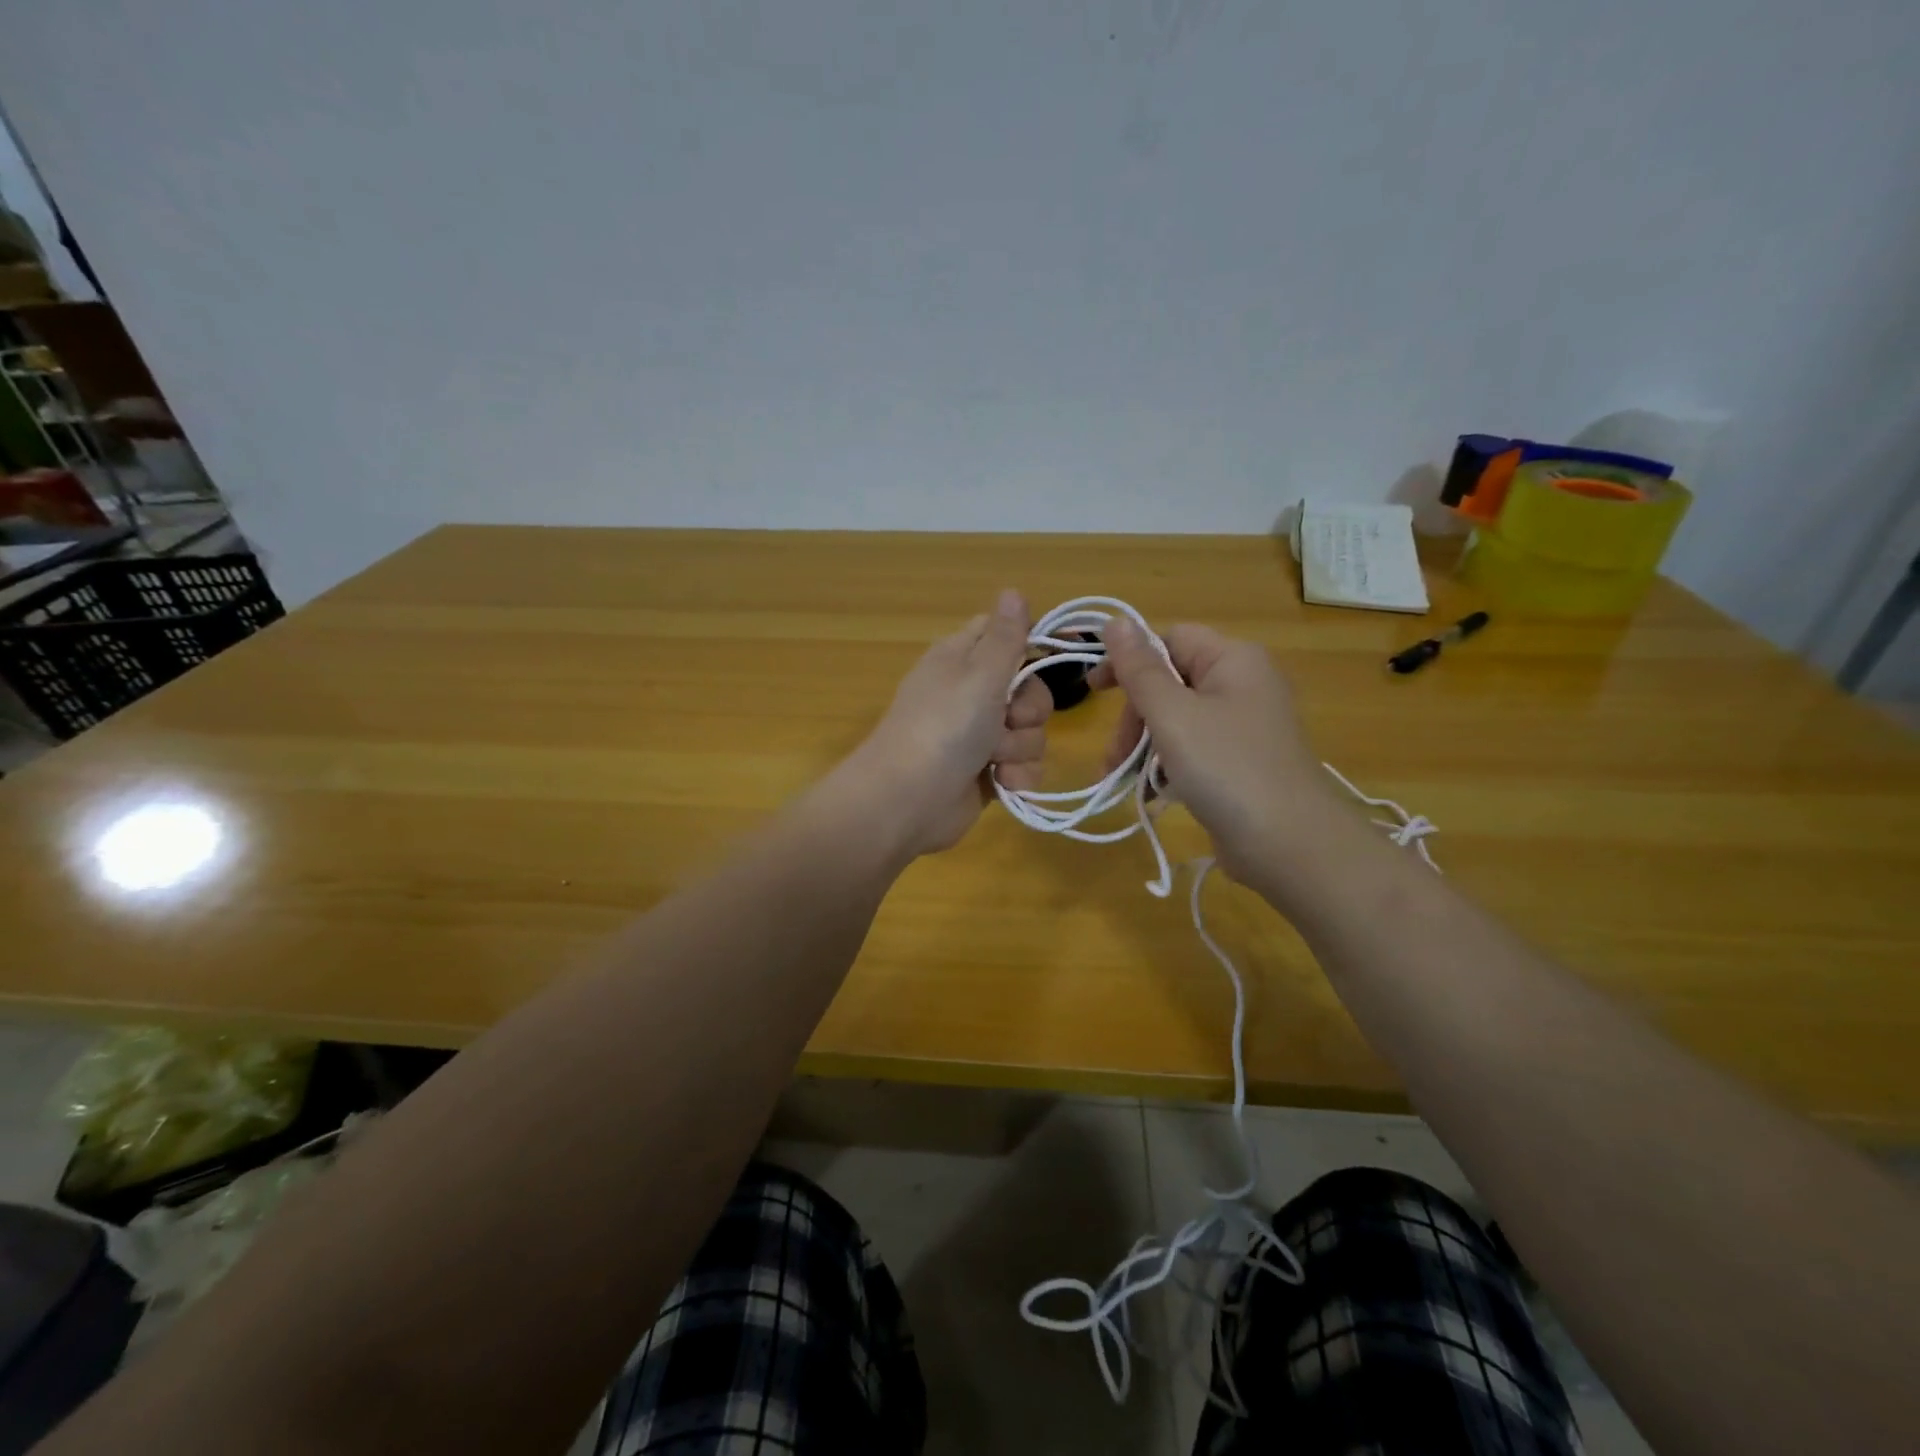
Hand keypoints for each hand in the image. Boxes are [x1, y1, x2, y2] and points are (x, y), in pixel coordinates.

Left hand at [842, 589, 1051, 857]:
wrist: (906, 800)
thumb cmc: (943, 726)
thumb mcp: (979, 673)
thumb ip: (1005, 636)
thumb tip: (1012, 589)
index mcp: (962, 659)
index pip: (1003, 635)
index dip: (1029, 643)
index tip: (1054, 652)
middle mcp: (971, 694)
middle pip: (1029, 689)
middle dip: (1030, 710)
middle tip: (1009, 719)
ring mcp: (978, 736)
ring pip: (1030, 732)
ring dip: (1021, 748)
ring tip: (995, 760)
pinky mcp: (986, 773)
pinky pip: (1023, 766)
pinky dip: (1017, 776)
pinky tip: (1002, 784)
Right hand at [1093, 618, 1332, 881]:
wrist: (1290, 845)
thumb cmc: (1227, 768)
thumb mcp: (1172, 714)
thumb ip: (1139, 669)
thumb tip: (1114, 621)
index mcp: (1232, 660)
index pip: (1170, 639)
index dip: (1129, 660)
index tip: (1094, 691)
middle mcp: (1242, 684)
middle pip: (1169, 683)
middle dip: (1134, 718)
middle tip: (1115, 756)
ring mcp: (1243, 726)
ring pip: (1176, 720)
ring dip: (1143, 747)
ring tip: (1123, 780)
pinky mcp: (1240, 763)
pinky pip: (1192, 750)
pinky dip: (1167, 767)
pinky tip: (1153, 793)